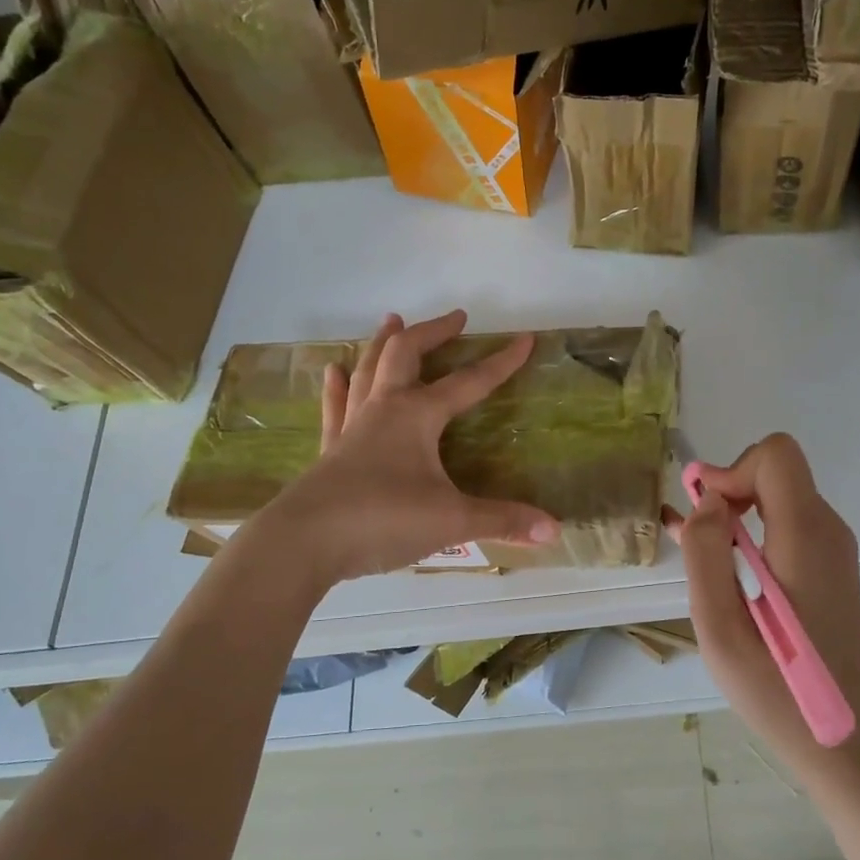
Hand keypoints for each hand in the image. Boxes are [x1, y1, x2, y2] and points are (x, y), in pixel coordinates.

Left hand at [254, 310, 559, 584]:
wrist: (305, 541)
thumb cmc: (383, 520)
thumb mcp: (451, 521)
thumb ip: (502, 521)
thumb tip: (554, 530)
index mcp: (417, 416)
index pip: (468, 382)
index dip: (500, 362)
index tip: (524, 340)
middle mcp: (384, 409)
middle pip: (406, 355)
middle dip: (433, 333)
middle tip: (455, 318)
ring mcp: (352, 427)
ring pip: (368, 370)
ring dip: (383, 343)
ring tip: (392, 319)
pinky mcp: (330, 450)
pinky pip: (336, 407)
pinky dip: (339, 386)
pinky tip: (334, 370)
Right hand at [670, 434, 859, 779]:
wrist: (839, 739)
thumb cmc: (774, 690)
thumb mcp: (719, 626)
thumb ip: (705, 553)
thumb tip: (707, 500)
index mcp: (804, 538)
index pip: (775, 455)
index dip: (732, 470)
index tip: (704, 515)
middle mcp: (827, 531)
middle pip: (776, 470)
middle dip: (729, 489)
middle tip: (696, 537)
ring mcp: (833, 548)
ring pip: (779, 493)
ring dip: (736, 511)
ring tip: (698, 552)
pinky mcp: (829, 565)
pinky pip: (787, 521)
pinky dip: (751, 528)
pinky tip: (721, 561)